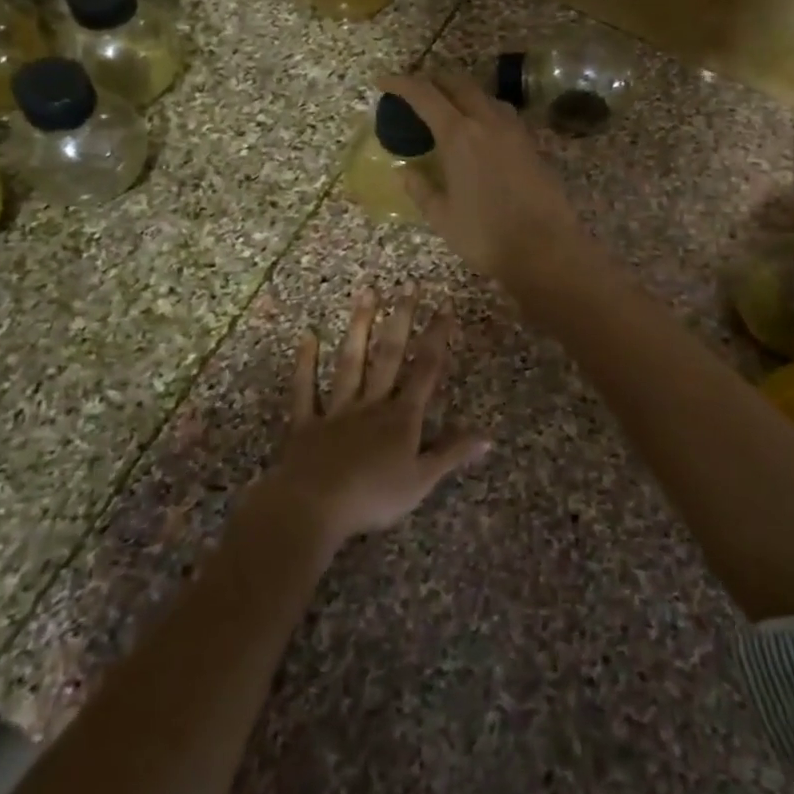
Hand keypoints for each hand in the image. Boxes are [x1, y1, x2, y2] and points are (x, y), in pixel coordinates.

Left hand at [254, 286, 489, 548]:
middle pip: (389, 356)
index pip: (425, 371)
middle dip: (402, 319)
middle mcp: (371, 404)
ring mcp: (337, 410)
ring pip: (351, 362)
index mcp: (401, 418)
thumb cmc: (373, 497)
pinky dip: (305, 363)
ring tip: (367, 293)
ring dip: (360, 327)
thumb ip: (451, 454)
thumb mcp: (421, 481)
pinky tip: (308, 336)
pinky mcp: (306, 423)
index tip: (444, 307)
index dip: (437, 338)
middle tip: (408, 285)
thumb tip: (488, 436)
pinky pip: (306, 389)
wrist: (313, 507)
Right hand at [378, 72, 591, 285]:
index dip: (401, 84)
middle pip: (459, 84)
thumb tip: (405, 171)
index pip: (425, 95)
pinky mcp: (532, 144)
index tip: (383, 81)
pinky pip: (503, 114)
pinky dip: (484, 110)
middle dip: (434, 80)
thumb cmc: (485, 235)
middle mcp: (488, 122)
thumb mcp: (442, 217)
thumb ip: (420, 189)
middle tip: (417, 90)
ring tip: (448, 108)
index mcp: (459, 135)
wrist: (545, 249)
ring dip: (463, 93)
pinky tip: (480, 130)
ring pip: (485, 96)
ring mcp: (515, 130)